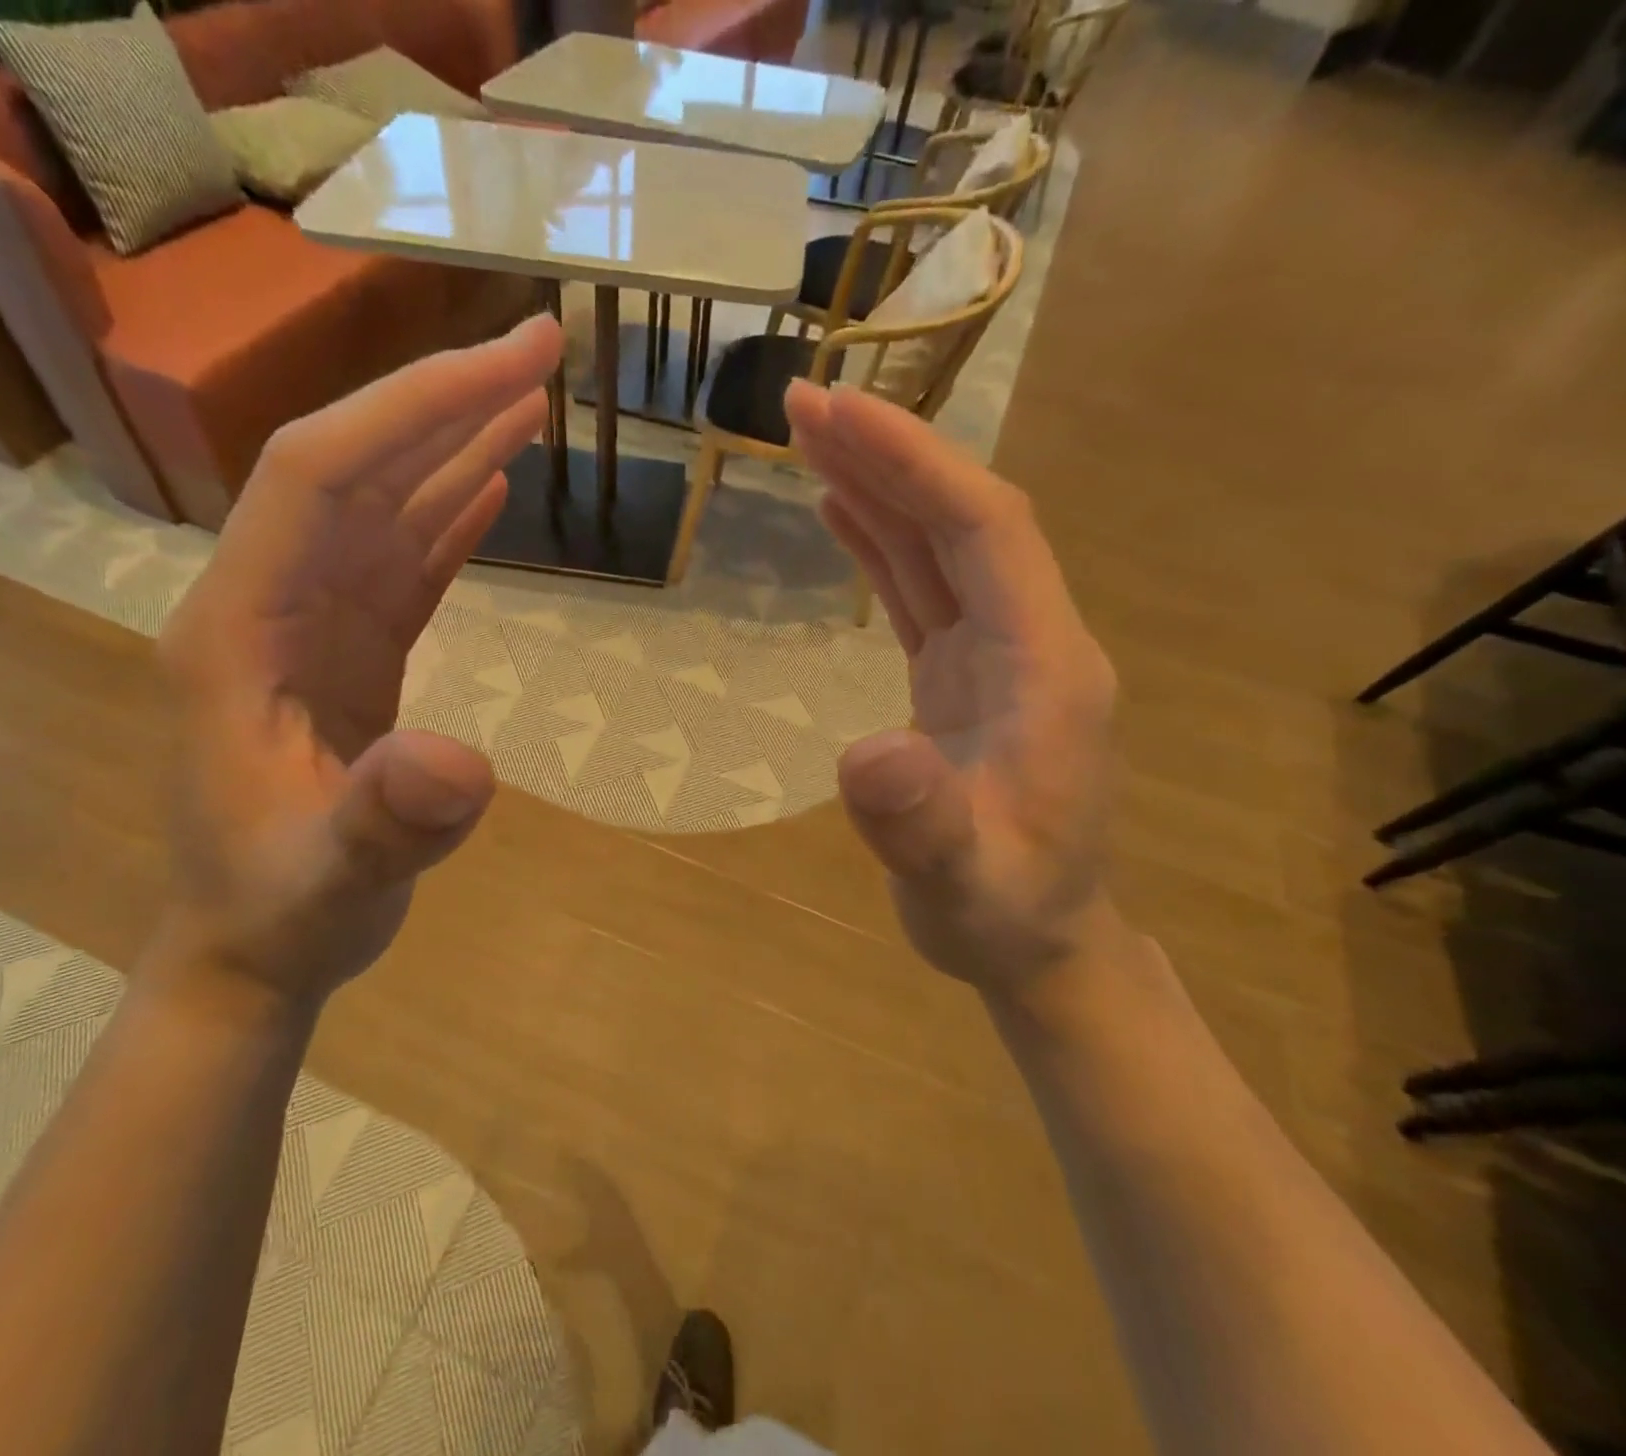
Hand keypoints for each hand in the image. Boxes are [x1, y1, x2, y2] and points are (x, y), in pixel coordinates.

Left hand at [154, 315, 563, 1007]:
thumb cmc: (280, 914)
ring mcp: (310, 627)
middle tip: (544, 348)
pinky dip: (447, 519)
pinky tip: (489, 487)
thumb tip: (459, 762)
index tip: (508, 365)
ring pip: (384, 508)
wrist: (255, 949)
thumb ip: (383, 823)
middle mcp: (268, 603)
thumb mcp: (327, 881)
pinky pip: (401, 566)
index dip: (410, 411)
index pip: (319, 476)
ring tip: (530, 398)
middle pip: (355, 468)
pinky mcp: (347, 656)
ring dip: (454, 448)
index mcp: (239, 627)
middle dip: (446, 401)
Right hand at [785, 379, 1120, 998]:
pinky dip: (882, 542)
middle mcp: (1029, 641)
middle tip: (801, 405)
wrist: (1037, 941)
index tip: (838, 413)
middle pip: (961, 520)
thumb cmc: (1004, 915)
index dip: (914, 465)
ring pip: (940, 546)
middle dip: (888, 454)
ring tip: (810, 437)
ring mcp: (997, 655)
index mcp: (1045, 667)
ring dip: (880, 487)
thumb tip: (868, 754)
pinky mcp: (963, 675)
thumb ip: (923, 827)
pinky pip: (923, 589)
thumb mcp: (962, 886)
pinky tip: (843, 513)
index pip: (983, 531)